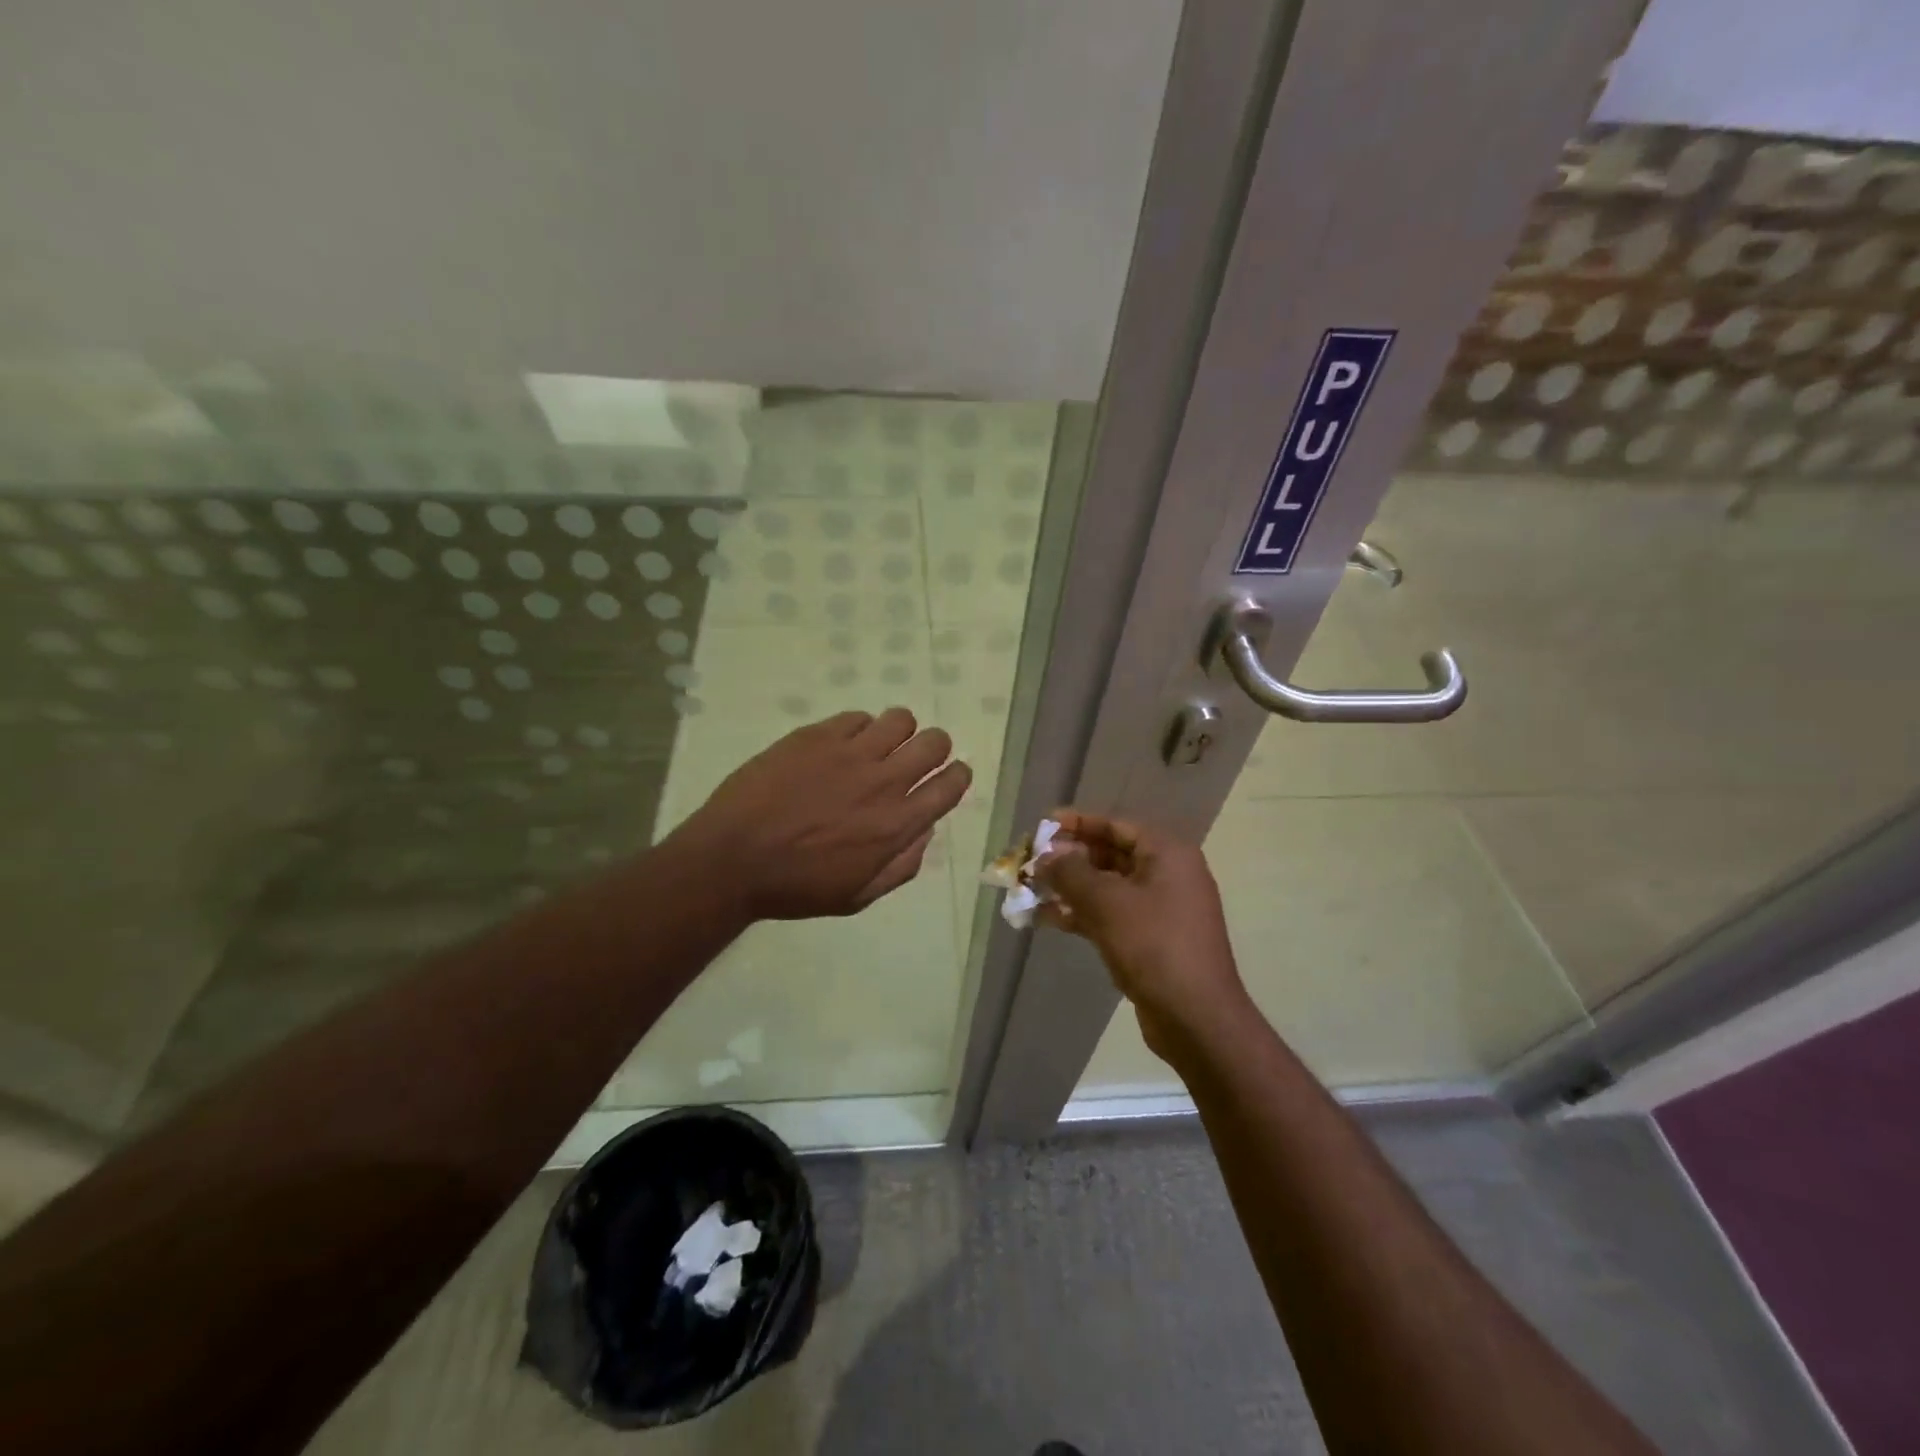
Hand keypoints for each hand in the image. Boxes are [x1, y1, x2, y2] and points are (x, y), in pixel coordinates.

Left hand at [677, 707, 970, 920]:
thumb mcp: (857, 896)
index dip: (958, 776)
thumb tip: (924, 831)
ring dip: (898, 732)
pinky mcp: (817, 735)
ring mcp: (849, 753)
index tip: (951, 776)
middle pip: (934, 742)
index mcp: (897, 824)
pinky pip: (857, 717)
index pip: (950, 785)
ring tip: (878, 746)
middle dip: (934, 748)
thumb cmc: (795, 887)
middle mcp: (883, 781)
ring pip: (900, 719)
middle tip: (915, 759)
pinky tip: (841, 746)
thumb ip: (901, 865)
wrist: (732, 859)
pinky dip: (859, 729)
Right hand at [1034, 810, 1248, 1055]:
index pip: (1115, 825)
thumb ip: (1071, 872)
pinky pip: (1111, 914)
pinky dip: (1081, 914)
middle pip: (1110, 854)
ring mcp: (1161, 909)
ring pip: (1107, 887)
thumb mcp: (1106, 902)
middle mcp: (1167, 874)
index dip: (1077, 823)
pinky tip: (1046, 919)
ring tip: (1030, 890)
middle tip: (1032, 861)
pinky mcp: (1151, 939)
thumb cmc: (1154, 946)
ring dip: (1070, 888)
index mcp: (1167, 854)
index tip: (1042, 824)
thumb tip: (1045, 855)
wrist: (1196, 1019)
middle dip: (1069, 858)